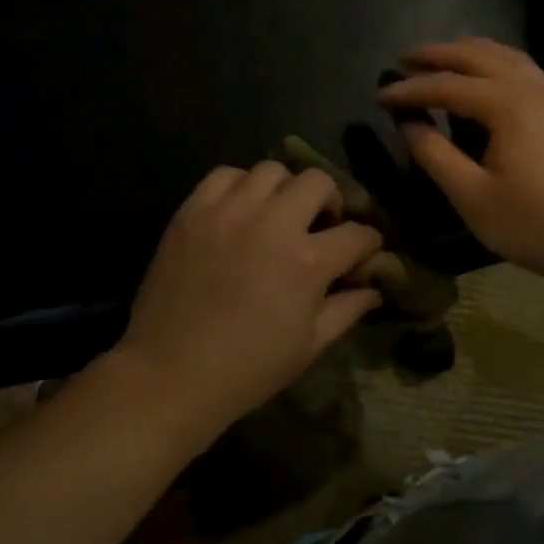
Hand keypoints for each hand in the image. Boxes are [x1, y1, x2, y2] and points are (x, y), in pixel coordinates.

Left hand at [116, 162, 384, 435]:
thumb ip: (346, 310)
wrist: (170, 373)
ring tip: (278, 214)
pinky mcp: (192, 211)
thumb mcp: (308, 346)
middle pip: (318, 182)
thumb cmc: (247, 369)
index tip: (365, 250)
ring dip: (285, 190)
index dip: (369, 242)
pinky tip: (240, 210)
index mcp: (307, 262)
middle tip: (322, 225)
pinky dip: (240, 186)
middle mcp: (271, 223)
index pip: (356, 234)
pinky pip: (224, 175)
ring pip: (271, 170)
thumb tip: (373, 289)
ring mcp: (228, 212)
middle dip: (331, 201)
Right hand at [379, 37, 543, 293]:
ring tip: (439, 59)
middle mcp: (531, 88)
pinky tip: (485, 77)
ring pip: (504, 56)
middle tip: (403, 60)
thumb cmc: (534, 224)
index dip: (409, 90)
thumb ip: (435, 155)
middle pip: (477, 56)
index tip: (378, 96)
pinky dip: (493, 62)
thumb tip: (408, 123)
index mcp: (507, 105)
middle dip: (437, 55)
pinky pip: (522, 69)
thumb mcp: (472, 196)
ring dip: (467, 52)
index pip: (446, 86)